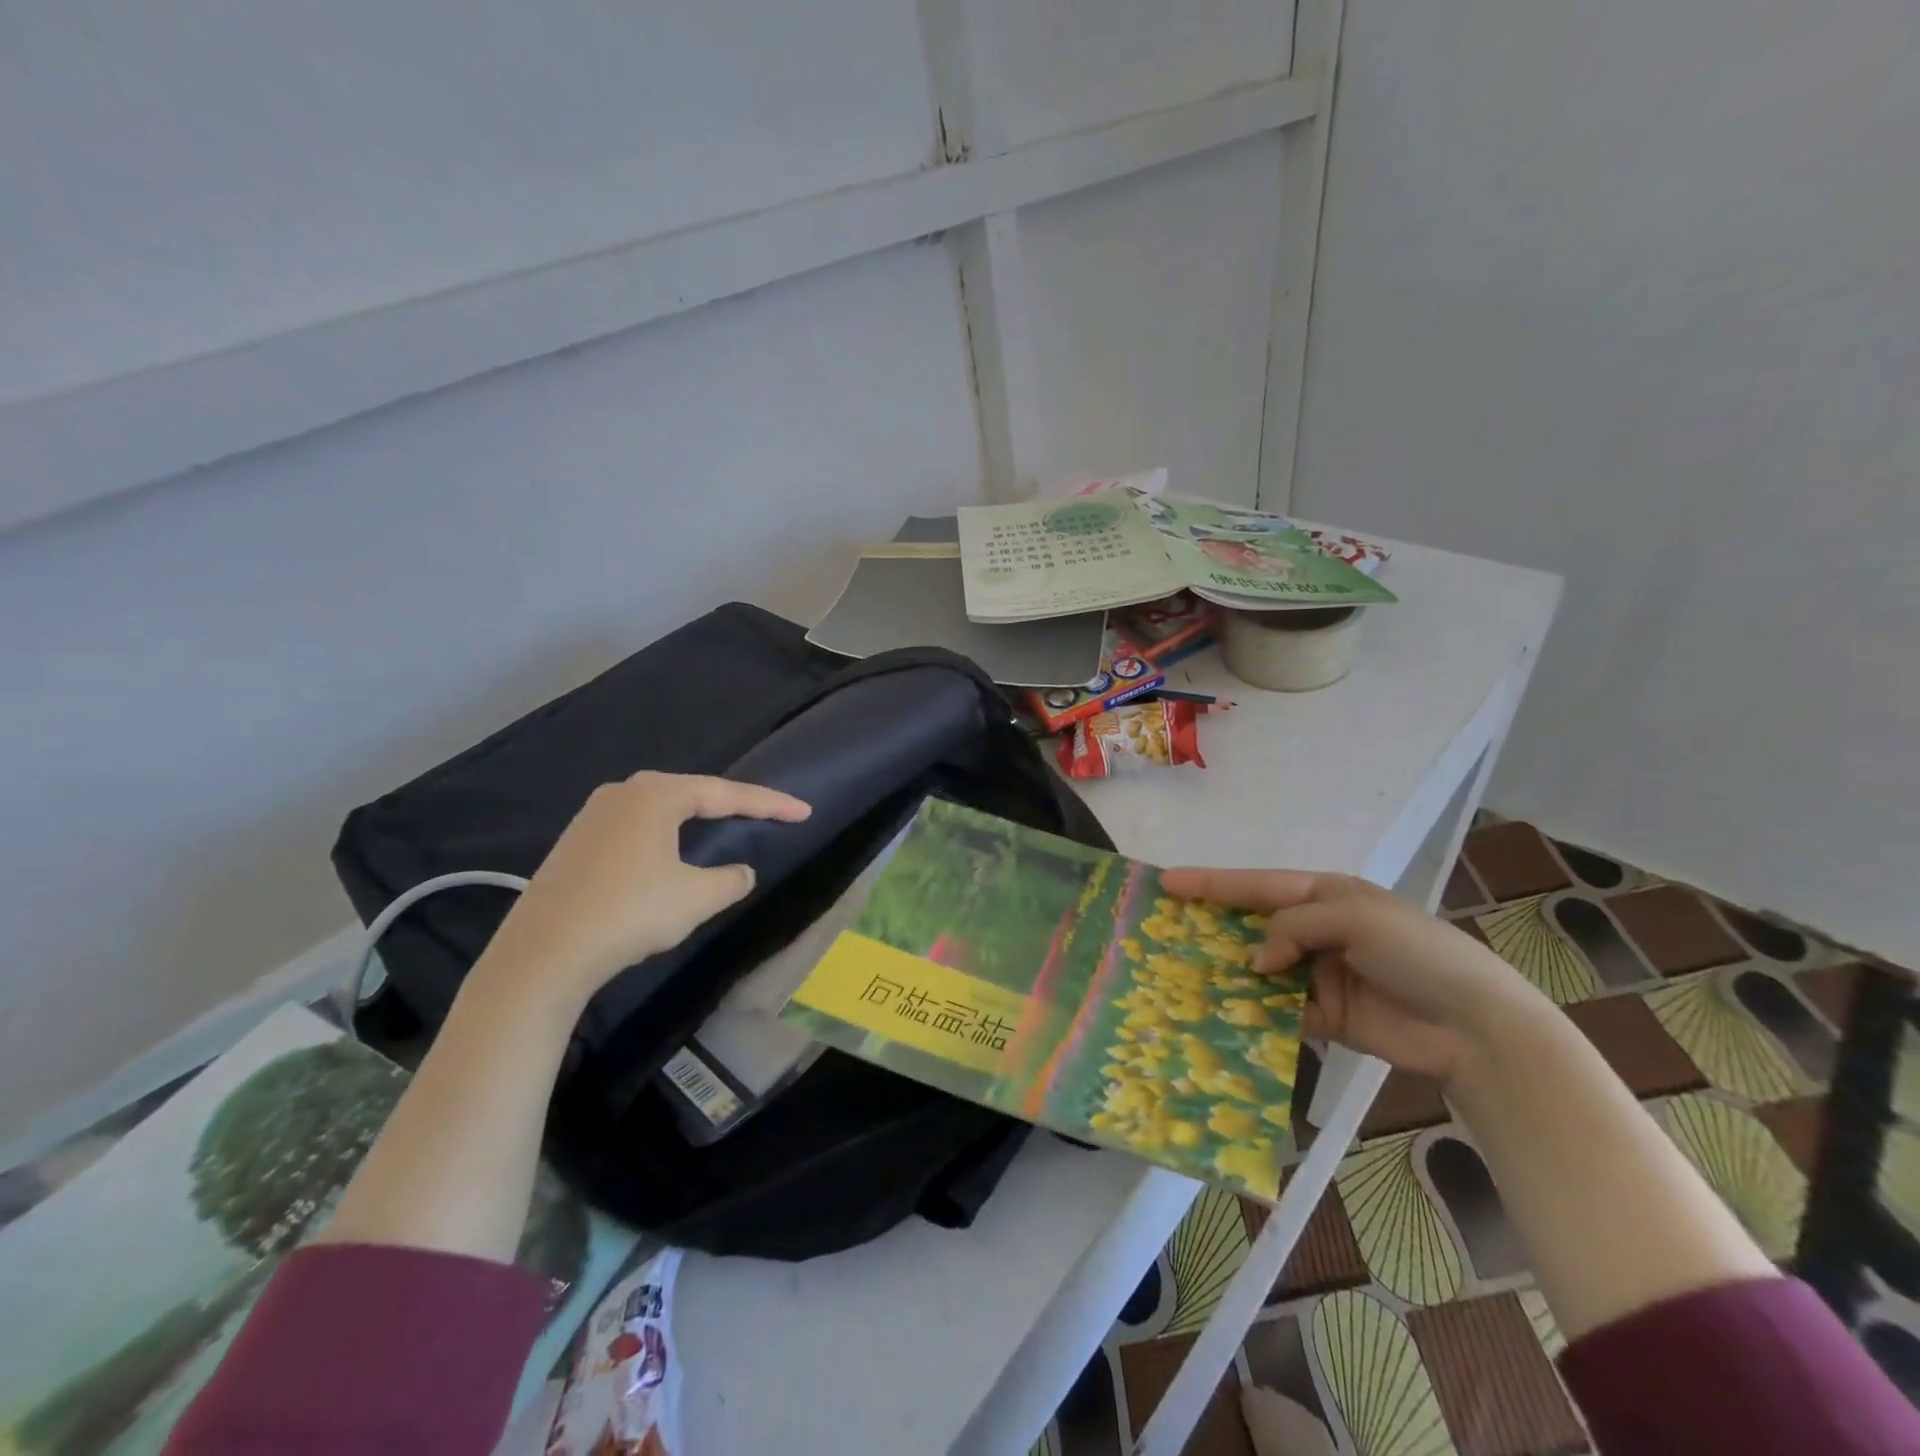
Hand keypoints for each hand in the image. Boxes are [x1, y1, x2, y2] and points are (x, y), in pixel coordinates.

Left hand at [480, 772, 810, 1010]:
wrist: (542, 954)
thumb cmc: (628, 914)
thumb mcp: (695, 898)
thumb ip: (730, 880)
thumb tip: (741, 872)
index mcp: (656, 795)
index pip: (726, 794)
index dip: (769, 804)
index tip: (803, 811)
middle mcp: (623, 793)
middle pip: (692, 794)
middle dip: (733, 805)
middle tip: (768, 815)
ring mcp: (593, 815)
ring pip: (662, 810)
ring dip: (697, 819)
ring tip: (726, 826)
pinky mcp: (576, 842)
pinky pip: (636, 828)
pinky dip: (666, 835)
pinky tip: (671, 852)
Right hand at [1158, 867, 1547, 1086]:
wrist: (1475, 1025)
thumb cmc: (1416, 952)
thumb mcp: (1353, 918)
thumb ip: (1293, 927)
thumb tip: (1255, 962)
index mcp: (1325, 895)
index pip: (1256, 885)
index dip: (1211, 883)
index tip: (1166, 881)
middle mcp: (1316, 930)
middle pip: (1252, 924)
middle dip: (1211, 924)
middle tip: (1163, 928)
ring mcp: (1318, 973)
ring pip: (1259, 967)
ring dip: (1228, 970)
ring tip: (1182, 972)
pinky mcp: (1324, 1015)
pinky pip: (1277, 1007)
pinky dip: (1253, 1009)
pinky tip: (1223, 1012)